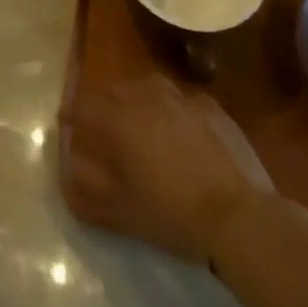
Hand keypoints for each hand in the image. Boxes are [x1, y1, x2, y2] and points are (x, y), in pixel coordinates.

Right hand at [62, 74, 276, 262]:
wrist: (239, 217)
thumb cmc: (171, 213)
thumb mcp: (119, 210)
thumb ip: (84, 188)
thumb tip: (67, 171)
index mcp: (117, 118)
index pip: (82, 106)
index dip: (72, 118)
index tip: (70, 130)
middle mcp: (145, 97)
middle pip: (113, 92)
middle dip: (105, 109)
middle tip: (108, 135)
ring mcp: (181, 98)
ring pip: (148, 89)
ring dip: (139, 104)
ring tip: (145, 130)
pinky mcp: (211, 107)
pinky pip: (182, 102)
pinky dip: (175, 113)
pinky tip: (184, 138)